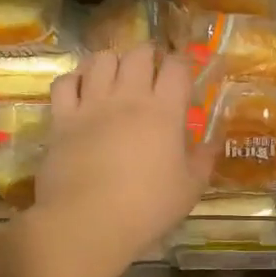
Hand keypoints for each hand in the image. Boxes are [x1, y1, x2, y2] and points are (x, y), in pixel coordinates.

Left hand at [15, 44, 211, 276]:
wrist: (89, 223)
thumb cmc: (148, 207)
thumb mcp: (191, 187)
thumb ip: (204, 158)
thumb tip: (213, 140)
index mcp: (164, 111)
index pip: (177, 67)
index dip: (183, 62)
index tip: (184, 71)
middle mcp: (127, 97)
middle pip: (138, 54)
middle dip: (149, 55)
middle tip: (152, 70)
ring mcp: (91, 105)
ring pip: (100, 59)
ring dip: (113, 61)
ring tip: (117, 75)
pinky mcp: (61, 119)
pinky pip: (65, 83)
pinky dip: (75, 79)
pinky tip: (82, 90)